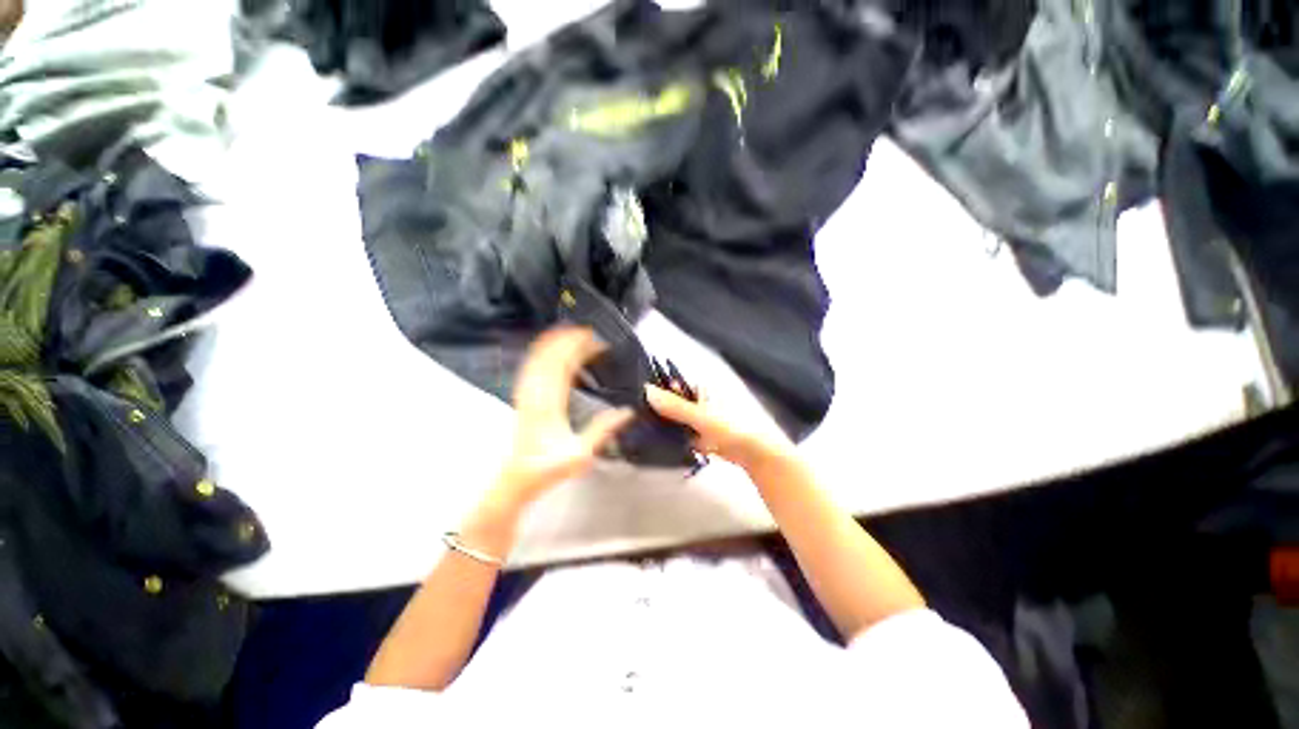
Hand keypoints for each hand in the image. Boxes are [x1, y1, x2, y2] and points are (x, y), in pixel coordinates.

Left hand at [489, 327, 634, 511]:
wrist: (518, 477)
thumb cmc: (549, 468)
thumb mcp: (580, 455)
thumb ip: (602, 431)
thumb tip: (626, 412)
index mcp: (550, 405)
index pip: (563, 368)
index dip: (579, 350)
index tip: (597, 341)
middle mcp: (535, 394)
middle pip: (550, 357)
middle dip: (570, 340)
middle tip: (590, 332)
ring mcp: (526, 393)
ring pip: (538, 359)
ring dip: (555, 342)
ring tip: (573, 331)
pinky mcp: (523, 396)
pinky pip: (529, 367)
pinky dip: (540, 352)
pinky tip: (548, 346)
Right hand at [645, 383, 795, 471]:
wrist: (754, 453)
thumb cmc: (730, 427)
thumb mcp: (700, 415)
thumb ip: (674, 405)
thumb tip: (646, 390)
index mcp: (700, 390)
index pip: (672, 386)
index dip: (656, 391)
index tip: (635, 400)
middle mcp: (698, 403)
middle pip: (672, 404)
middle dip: (657, 410)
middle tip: (634, 418)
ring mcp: (699, 421)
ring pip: (676, 420)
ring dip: (664, 425)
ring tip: (640, 430)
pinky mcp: (700, 437)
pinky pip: (682, 435)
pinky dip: (673, 438)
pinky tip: (657, 444)